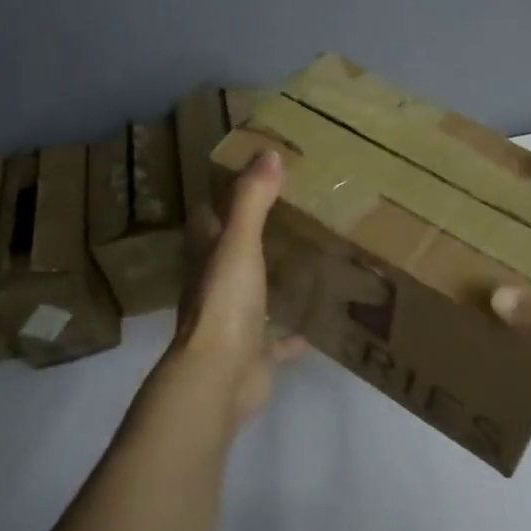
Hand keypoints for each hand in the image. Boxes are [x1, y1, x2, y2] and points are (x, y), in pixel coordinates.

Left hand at [161, 149, 306, 428]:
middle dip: (258, 233)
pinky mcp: (256, 351)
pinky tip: (323, 319)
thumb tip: (268, 153)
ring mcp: (236, 320)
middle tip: (296, 210)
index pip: (210, 216)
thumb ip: (253, 200)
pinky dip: (297, 331)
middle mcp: (216, 285)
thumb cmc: (225, 303)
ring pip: (257, 291)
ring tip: (312, 255)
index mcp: (207, 256)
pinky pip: (280, 337)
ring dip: (276, 278)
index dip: (226, 194)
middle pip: (234, 252)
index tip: (255, 173)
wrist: (219, 377)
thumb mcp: (239, 244)